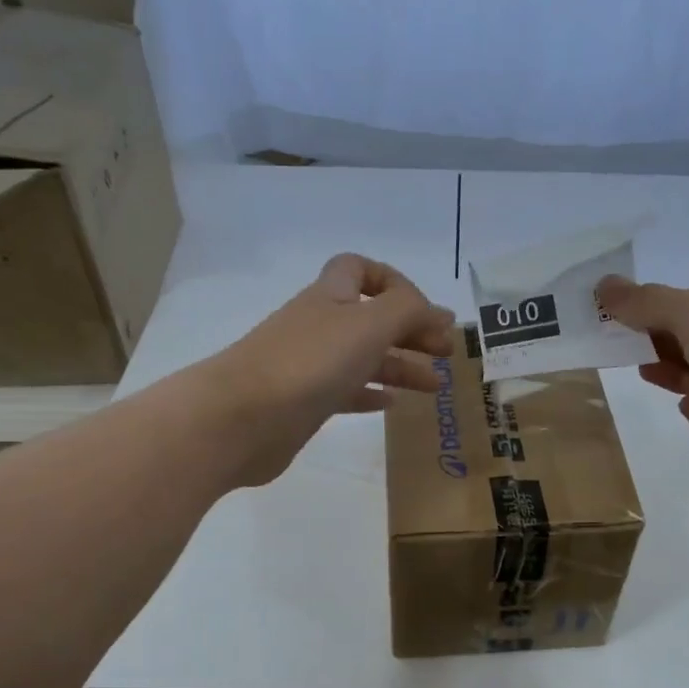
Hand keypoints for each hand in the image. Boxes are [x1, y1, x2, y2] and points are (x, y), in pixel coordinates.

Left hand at [205, 254, 454, 486]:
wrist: (241, 418)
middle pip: (371, 318)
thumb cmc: (309, 362)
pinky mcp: (305, 403)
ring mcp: (310, 366)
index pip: (359, 269)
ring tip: (435, 385)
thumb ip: (408, 310)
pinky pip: (346, 392)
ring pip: (363, 357)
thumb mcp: (369, 324)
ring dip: (400, 366)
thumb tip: (435, 312)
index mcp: (331, 297)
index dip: (393, 281)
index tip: (424, 309)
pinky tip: (393, 404)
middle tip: (447, 352)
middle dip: (410, 330)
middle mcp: (320, 326)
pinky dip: (372, 393)